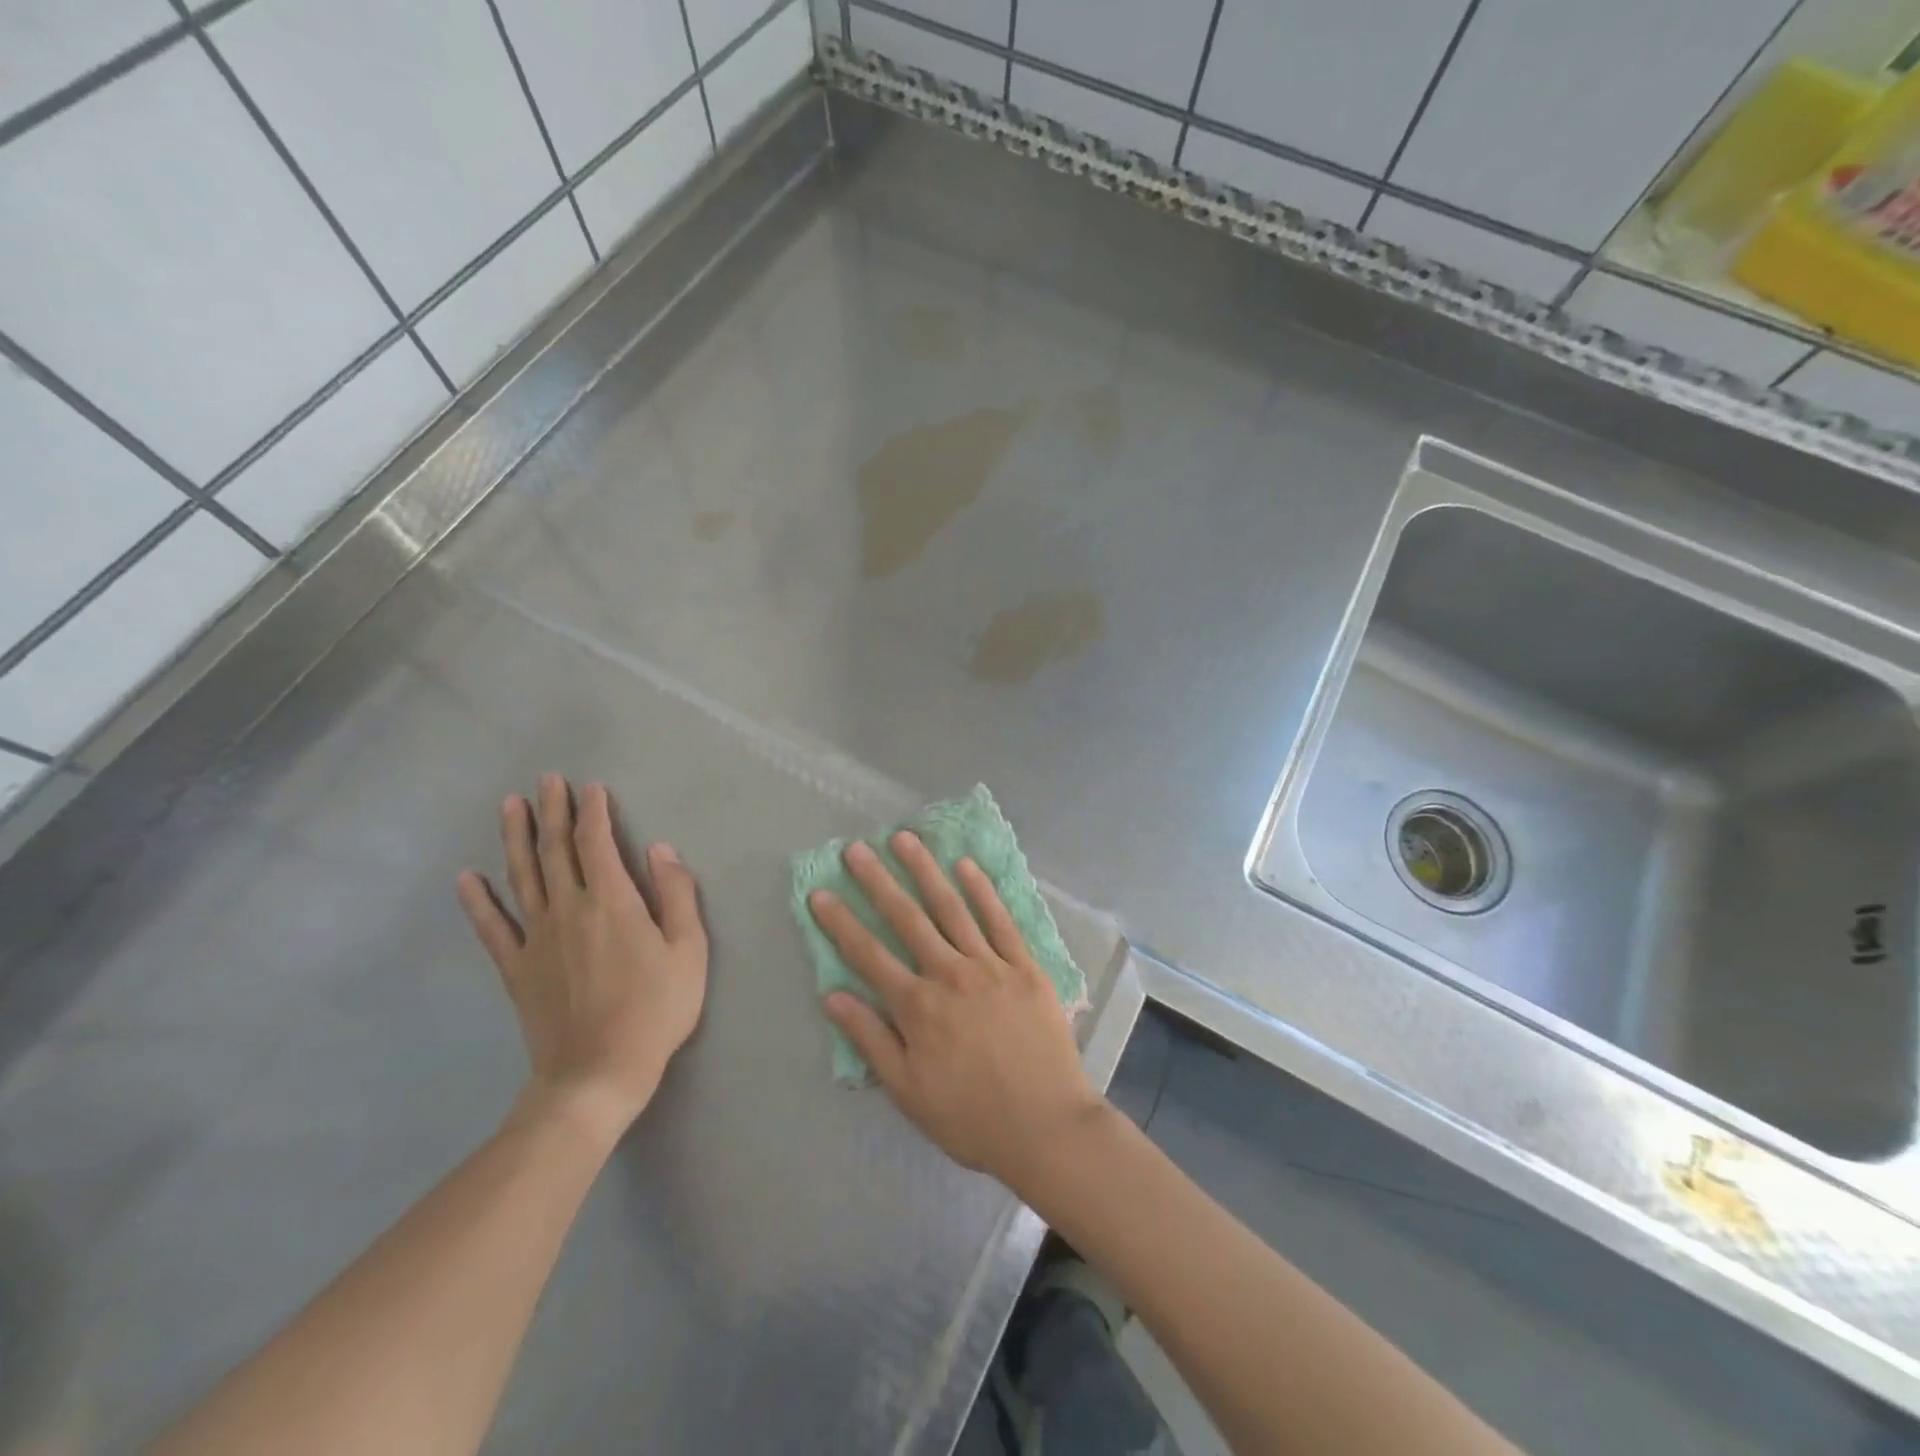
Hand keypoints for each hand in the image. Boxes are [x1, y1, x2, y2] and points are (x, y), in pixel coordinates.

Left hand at [458, 774, 707, 1143]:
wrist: (597, 1073)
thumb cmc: (656, 1010)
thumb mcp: (689, 951)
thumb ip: (677, 895)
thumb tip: (661, 850)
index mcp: (612, 902)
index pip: (598, 843)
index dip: (595, 812)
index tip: (592, 788)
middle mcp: (569, 909)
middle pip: (557, 850)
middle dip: (554, 812)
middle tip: (547, 780)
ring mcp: (536, 938)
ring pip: (522, 876)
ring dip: (516, 838)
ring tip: (511, 806)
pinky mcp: (516, 968)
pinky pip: (492, 927)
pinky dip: (478, 901)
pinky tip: (467, 878)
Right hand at [811, 832, 1104, 1192]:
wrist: (1046, 1127)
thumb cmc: (970, 1117)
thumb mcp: (908, 1091)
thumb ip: (870, 1039)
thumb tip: (832, 995)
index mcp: (917, 1007)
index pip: (868, 954)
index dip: (841, 922)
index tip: (821, 892)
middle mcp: (950, 974)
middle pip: (907, 918)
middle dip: (878, 881)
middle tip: (857, 848)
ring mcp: (990, 965)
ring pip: (951, 907)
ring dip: (925, 871)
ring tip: (904, 839)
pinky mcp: (1024, 966)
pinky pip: (1000, 920)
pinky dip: (982, 890)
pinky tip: (966, 865)